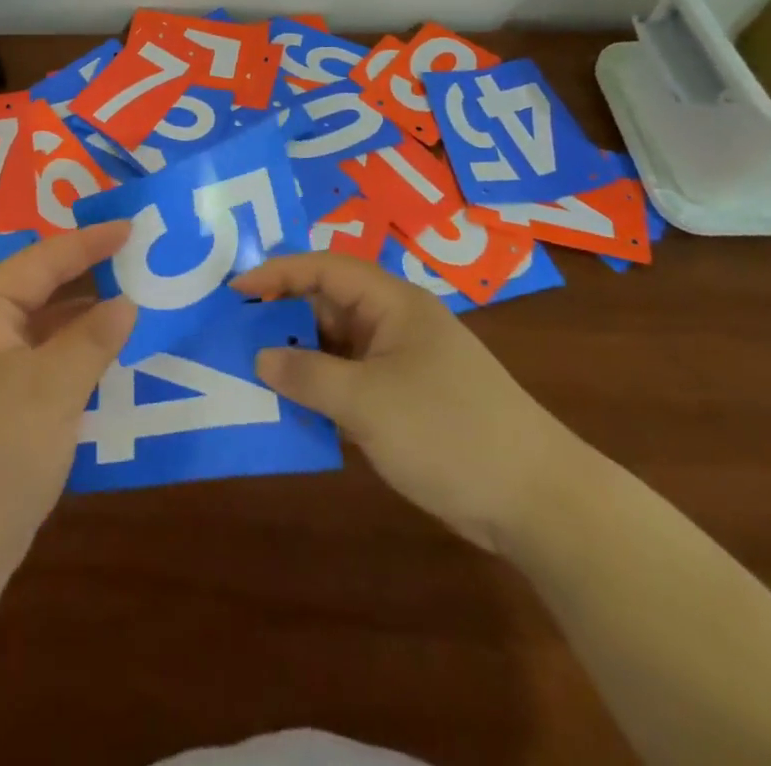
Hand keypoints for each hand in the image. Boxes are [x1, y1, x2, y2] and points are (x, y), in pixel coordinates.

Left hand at [0, 223, 135, 584]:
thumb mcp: (53, 387)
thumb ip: (94, 338)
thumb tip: (127, 303)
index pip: (41, 260)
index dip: (89, 242)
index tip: (132, 227)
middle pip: (39, 290)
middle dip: (87, 276)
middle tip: (137, 259)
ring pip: (43, 330)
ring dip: (84, 321)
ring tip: (134, 306)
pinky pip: (42, 364)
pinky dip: (75, 358)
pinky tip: (109, 363)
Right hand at [235, 251, 577, 551]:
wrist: (537, 502)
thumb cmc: (448, 431)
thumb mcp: (367, 402)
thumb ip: (307, 375)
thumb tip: (260, 358)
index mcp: (392, 303)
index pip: (324, 268)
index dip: (277, 273)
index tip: (234, 291)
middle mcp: (395, 324)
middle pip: (327, 305)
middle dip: (282, 317)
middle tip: (233, 334)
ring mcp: (402, 363)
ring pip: (336, 347)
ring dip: (299, 358)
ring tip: (250, 371)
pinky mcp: (406, 401)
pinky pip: (350, 381)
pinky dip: (321, 390)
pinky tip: (291, 409)